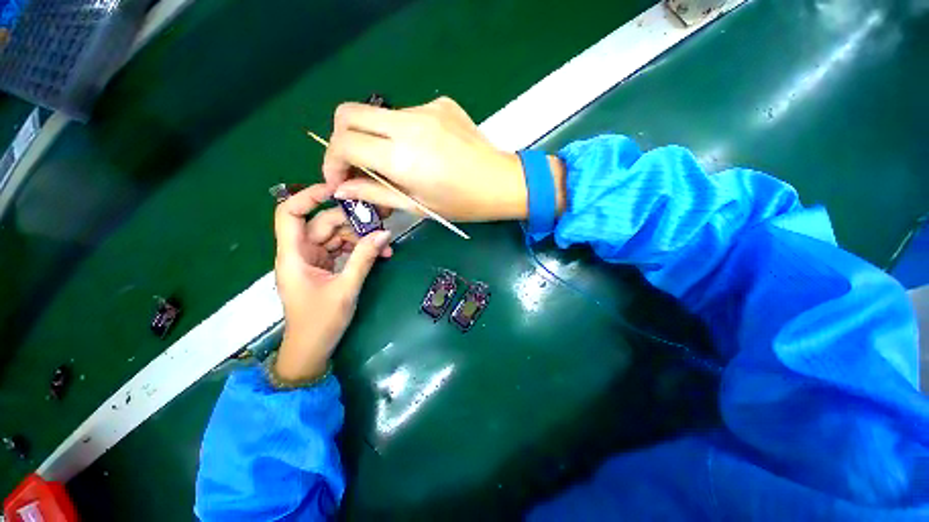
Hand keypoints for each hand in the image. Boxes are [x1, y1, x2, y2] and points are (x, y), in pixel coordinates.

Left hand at [273, 184, 391, 380]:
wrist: (312, 350)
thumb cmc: (321, 322)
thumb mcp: (346, 288)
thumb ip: (364, 258)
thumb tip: (384, 234)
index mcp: (294, 255)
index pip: (290, 213)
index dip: (309, 197)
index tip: (338, 191)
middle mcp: (300, 253)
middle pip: (322, 224)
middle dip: (352, 223)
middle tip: (380, 226)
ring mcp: (313, 260)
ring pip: (335, 237)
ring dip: (359, 238)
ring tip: (384, 245)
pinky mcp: (324, 268)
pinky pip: (341, 250)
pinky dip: (358, 249)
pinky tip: (377, 253)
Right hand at [323, 96, 565, 221]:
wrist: (503, 183)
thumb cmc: (463, 203)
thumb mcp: (418, 206)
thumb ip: (376, 194)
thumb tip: (342, 189)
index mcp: (402, 156)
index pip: (343, 142)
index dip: (331, 161)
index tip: (340, 179)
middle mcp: (408, 124)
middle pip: (348, 113)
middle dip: (341, 140)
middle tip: (356, 166)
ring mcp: (426, 109)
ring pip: (378, 114)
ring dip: (374, 137)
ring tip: (394, 163)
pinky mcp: (440, 104)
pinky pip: (406, 114)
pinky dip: (401, 132)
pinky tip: (421, 151)